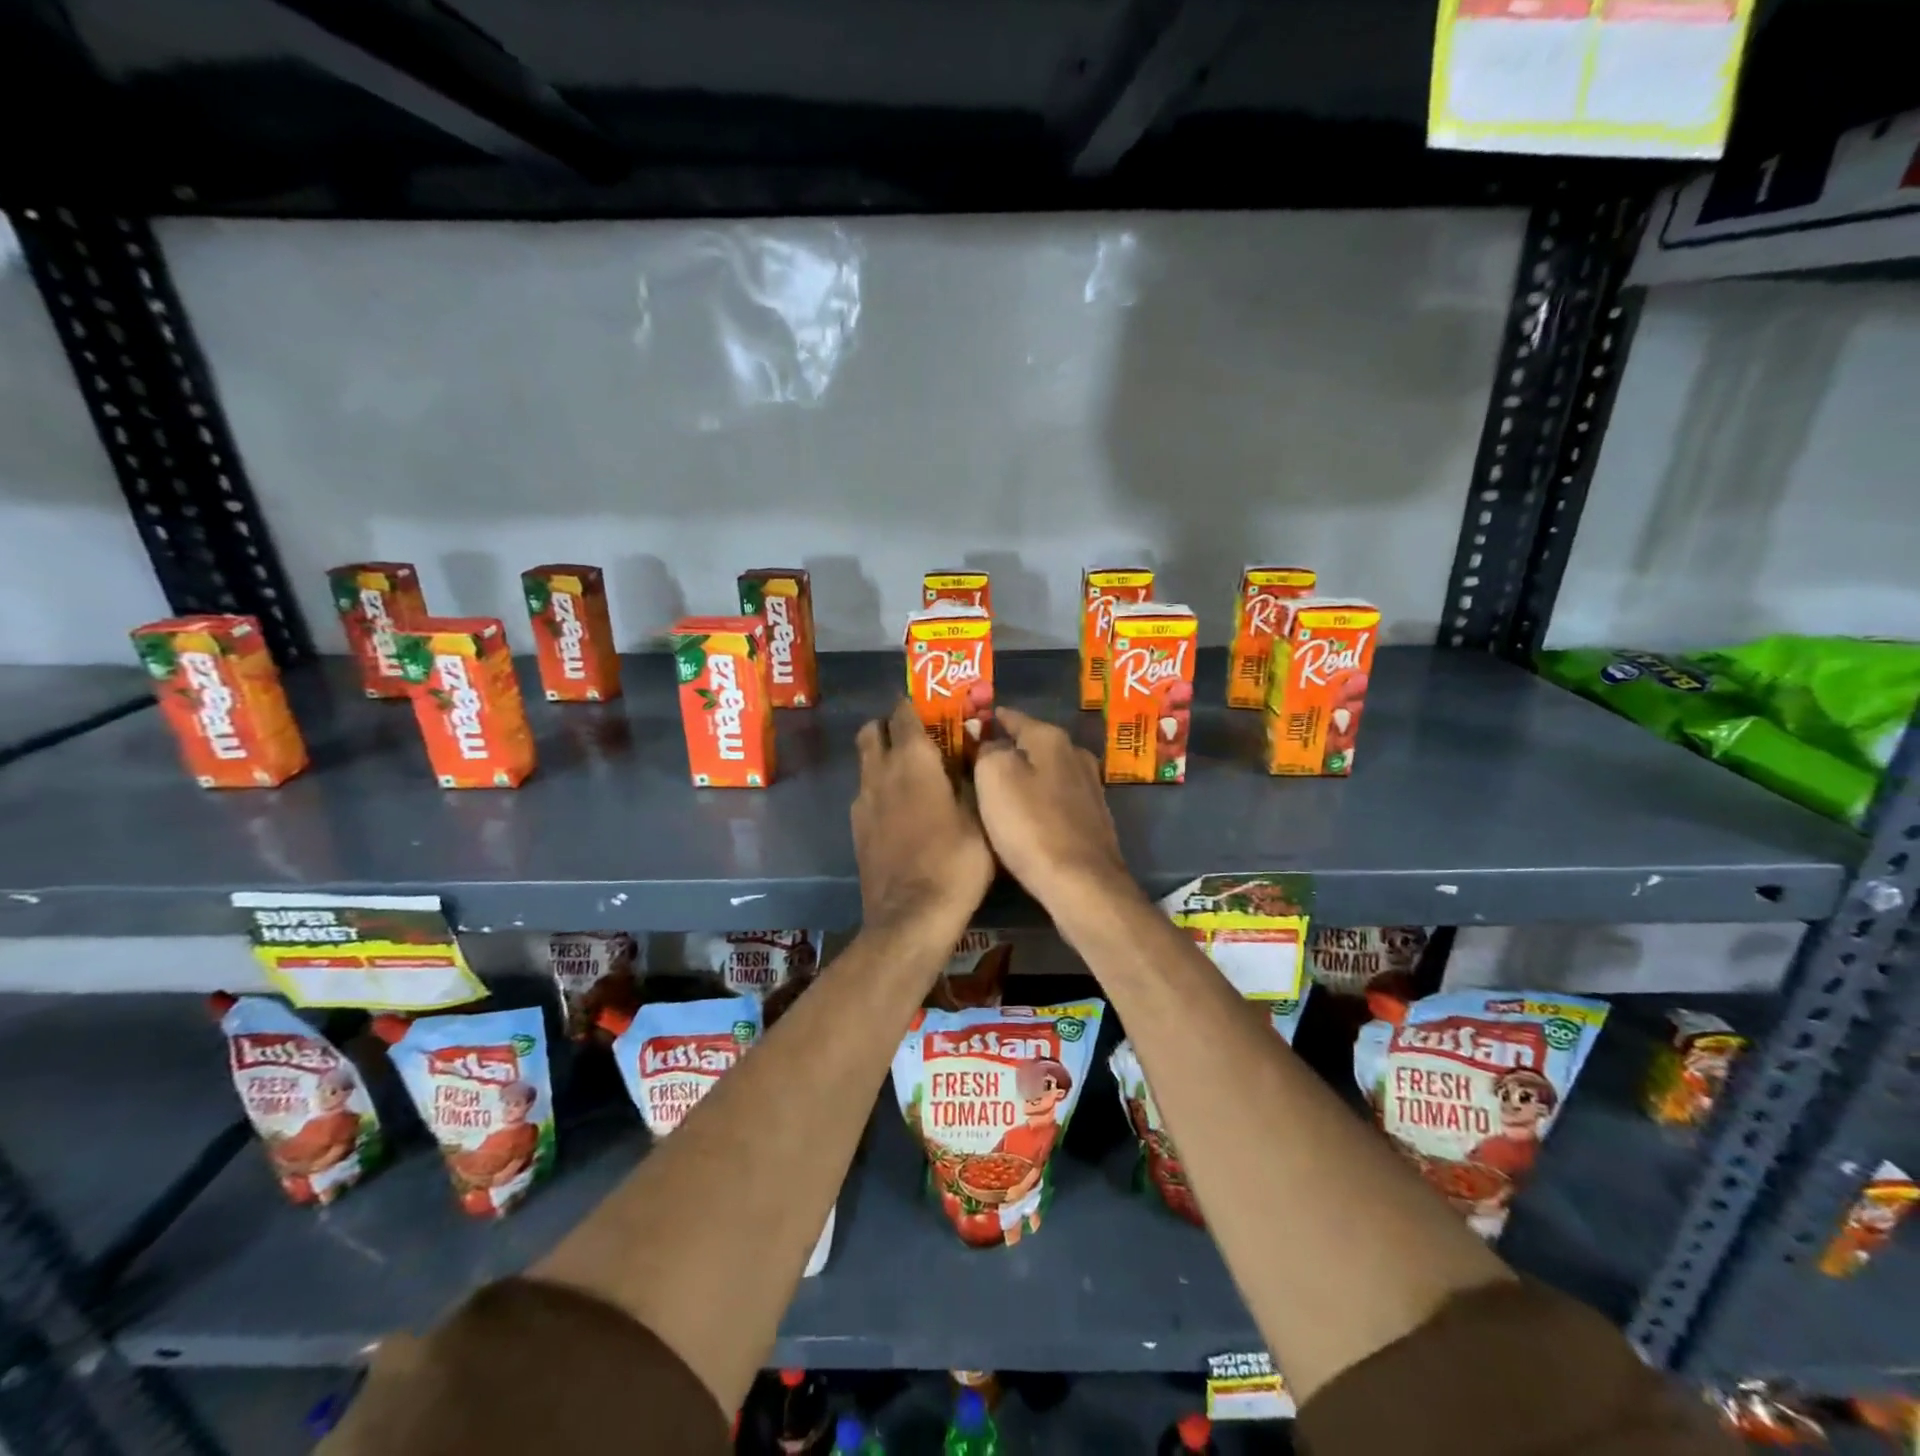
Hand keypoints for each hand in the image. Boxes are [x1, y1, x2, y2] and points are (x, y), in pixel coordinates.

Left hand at [853, 699, 994, 936]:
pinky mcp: (856, 828)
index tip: (933, 707)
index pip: (904, 713)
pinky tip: (903, 809)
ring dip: (883, 756)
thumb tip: (972, 753)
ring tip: (914, 774)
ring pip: (866, 761)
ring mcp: (863, 801)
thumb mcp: (979, 817)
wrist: (910, 917)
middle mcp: (880, 771)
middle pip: (872, 730)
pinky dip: (880, 787)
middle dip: (890, 726)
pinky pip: (866, 792)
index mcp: (913, 760)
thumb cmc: (955, 862)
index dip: (916, 705)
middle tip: (919, 738)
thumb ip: (971, 778)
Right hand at [974, 707, 1142, 924]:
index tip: (970, 726)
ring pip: (1047, 772)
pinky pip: (1058, 799)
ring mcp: (1090, 787)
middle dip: (1008, 750)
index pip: (1013, 717)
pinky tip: (1028, 817)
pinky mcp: (1094, 818)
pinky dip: (1041, 801)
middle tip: (978, 763)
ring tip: (999, 791)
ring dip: (1026, 777)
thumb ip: (987, 750)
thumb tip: (990, 743)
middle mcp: (1076, 755)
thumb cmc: (1031, 824)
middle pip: (1033, 744)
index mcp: (1051, 738)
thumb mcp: (993, 776)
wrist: (1082, 882)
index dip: (990, 720)